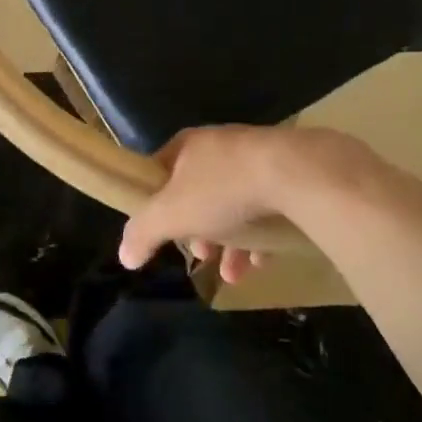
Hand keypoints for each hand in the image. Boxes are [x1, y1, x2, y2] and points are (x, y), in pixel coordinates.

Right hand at [119, 126, 376, 282]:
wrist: (297, 173)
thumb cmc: (223, 189)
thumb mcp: (171, 214)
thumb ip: (143, 233)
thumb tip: (124, 255)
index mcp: (188, 146)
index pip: (160, 171)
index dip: (155, 204)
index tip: (161, 233)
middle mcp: (220, 147)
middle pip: (197, 191)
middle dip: (197, 230)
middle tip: (201, 255)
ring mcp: (257, 158)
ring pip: (234, 203)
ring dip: (229, 242)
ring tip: (233, 275)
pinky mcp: (289, 173)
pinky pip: (267, 207)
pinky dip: (259, 236)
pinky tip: (262, 263)